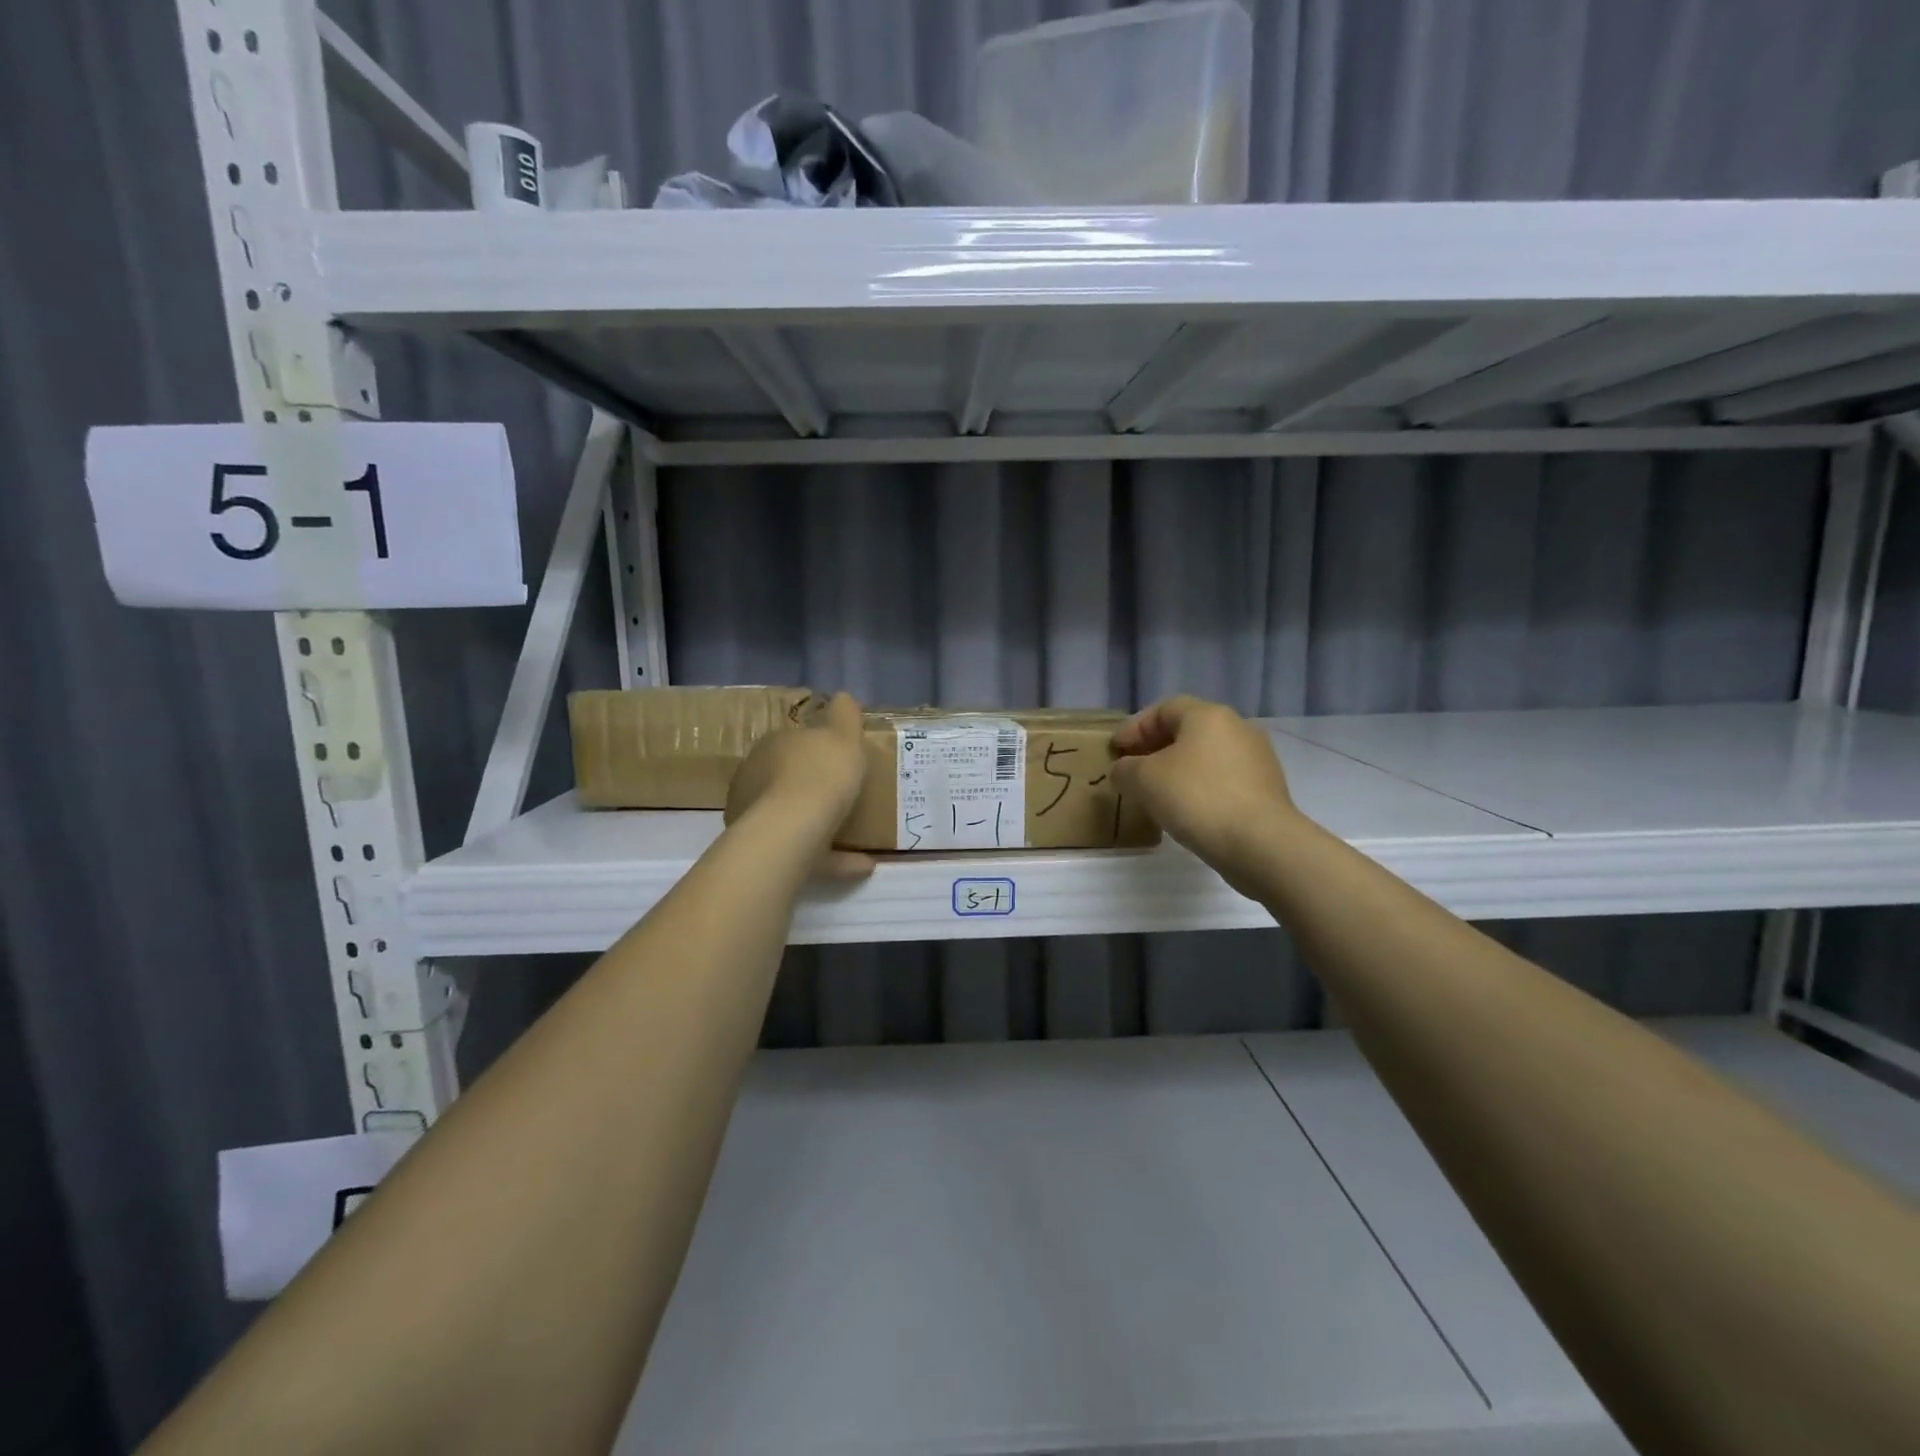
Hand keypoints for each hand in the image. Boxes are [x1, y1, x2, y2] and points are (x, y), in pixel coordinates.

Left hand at [724, 692, 873, 879]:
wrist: (793, 827)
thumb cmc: (820, 773)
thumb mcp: (842, 734)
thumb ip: (844, 714)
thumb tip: (843, 697)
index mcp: (772, 747)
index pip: (793, 741)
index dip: (817, 748)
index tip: (841, 758)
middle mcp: (756, 779)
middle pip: (787, 779)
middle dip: (811, 786)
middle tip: (846, 795)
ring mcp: (757, 818)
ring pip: (793, 818)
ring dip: (821, 825)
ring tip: (859, 837)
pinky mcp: (769, 851)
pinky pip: (808, 853)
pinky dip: (834, 858)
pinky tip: (862, 864)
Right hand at [1110, 696, 1299, 878]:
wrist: (1261, 843)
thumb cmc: (1197, 798)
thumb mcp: (1144, 780)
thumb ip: (1125, 769)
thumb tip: (1125, 770)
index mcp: (1208, 715)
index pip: (1163, 708)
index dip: (1135, 727)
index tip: (1116, 750)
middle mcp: (1237, 728)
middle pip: (1188, 730)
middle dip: (1156, 747)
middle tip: (1133, 769)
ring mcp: (1257, 759)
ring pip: (1206, 756)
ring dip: (1179, 769)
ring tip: (1157, 792)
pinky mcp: (1267, 789)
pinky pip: (1223, 779)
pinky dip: (1200, 787)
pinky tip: (1187, 810)